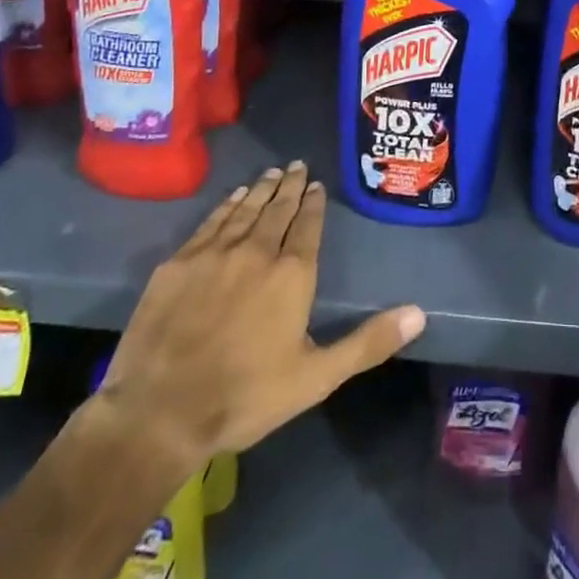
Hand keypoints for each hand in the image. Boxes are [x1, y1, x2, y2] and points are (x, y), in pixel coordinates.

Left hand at [95, 162, 425, 477]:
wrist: (158, 413)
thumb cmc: (245, 397)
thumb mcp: (316, 377)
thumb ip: (368, 342)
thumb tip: (419, 313)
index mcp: (292, 274)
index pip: (307, 225)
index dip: (313, 203)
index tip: (316, 185)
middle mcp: (256, 251)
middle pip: (277, 209)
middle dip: (289, 186)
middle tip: (296, 166)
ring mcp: (213, 253)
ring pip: (244, 209)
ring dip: (259, 189)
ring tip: (270, 173)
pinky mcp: (177, 264)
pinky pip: (210, 223)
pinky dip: (225, 206)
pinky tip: (231, 198)